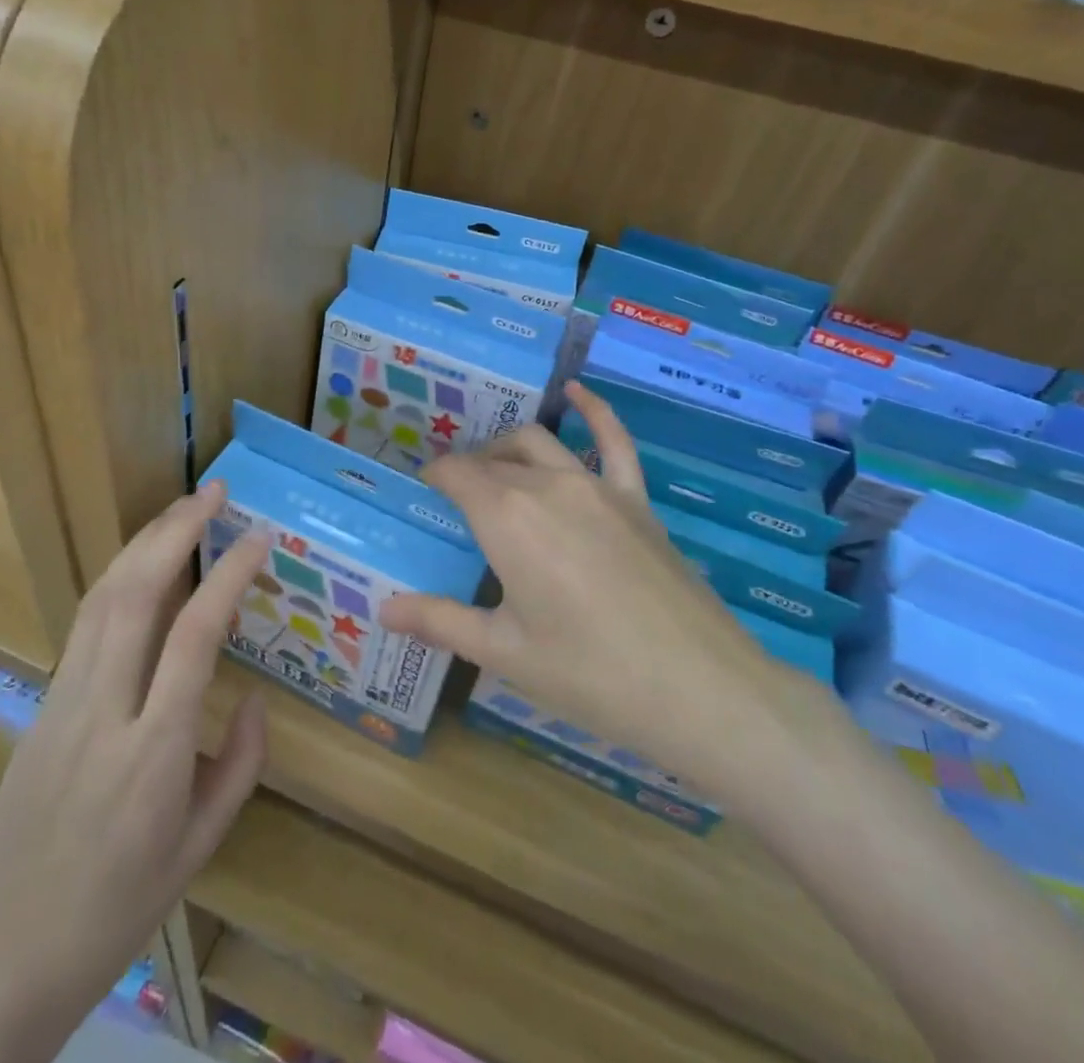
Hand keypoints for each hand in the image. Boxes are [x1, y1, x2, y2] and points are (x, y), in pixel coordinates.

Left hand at [0, 483, 268, 1062]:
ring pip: (100, 599)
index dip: (229, 575)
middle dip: (175, 531)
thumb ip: (240, 766)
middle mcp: (102, 711)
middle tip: (213, 492)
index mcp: (152, 753)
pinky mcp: (40, 705)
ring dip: (142, 543)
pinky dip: (117, 578)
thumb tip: (257, 698)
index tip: (258, 538)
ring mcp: (61, 703)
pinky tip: (140, 567)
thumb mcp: (199, 849)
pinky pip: (83, 625)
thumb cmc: (114, 913)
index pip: (194, 636)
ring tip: (180, 510)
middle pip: (135, 594)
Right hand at [379, 382, 800, 807]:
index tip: (423, 493)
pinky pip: (614, 441)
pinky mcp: (637, 498)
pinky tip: (578, 392)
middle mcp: (547, 485)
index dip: (434, 477)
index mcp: (507, 517)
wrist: (700, 690)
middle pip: (493, 462)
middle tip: (454, 501)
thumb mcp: (504, 652)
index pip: (456, 474)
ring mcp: (597, 486)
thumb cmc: (589, 674)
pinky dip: (594, 411)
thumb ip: (440, 621)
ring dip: (508, 449)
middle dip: (467, 471)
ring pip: (539, 444)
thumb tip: (382, 609)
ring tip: (493, 468)